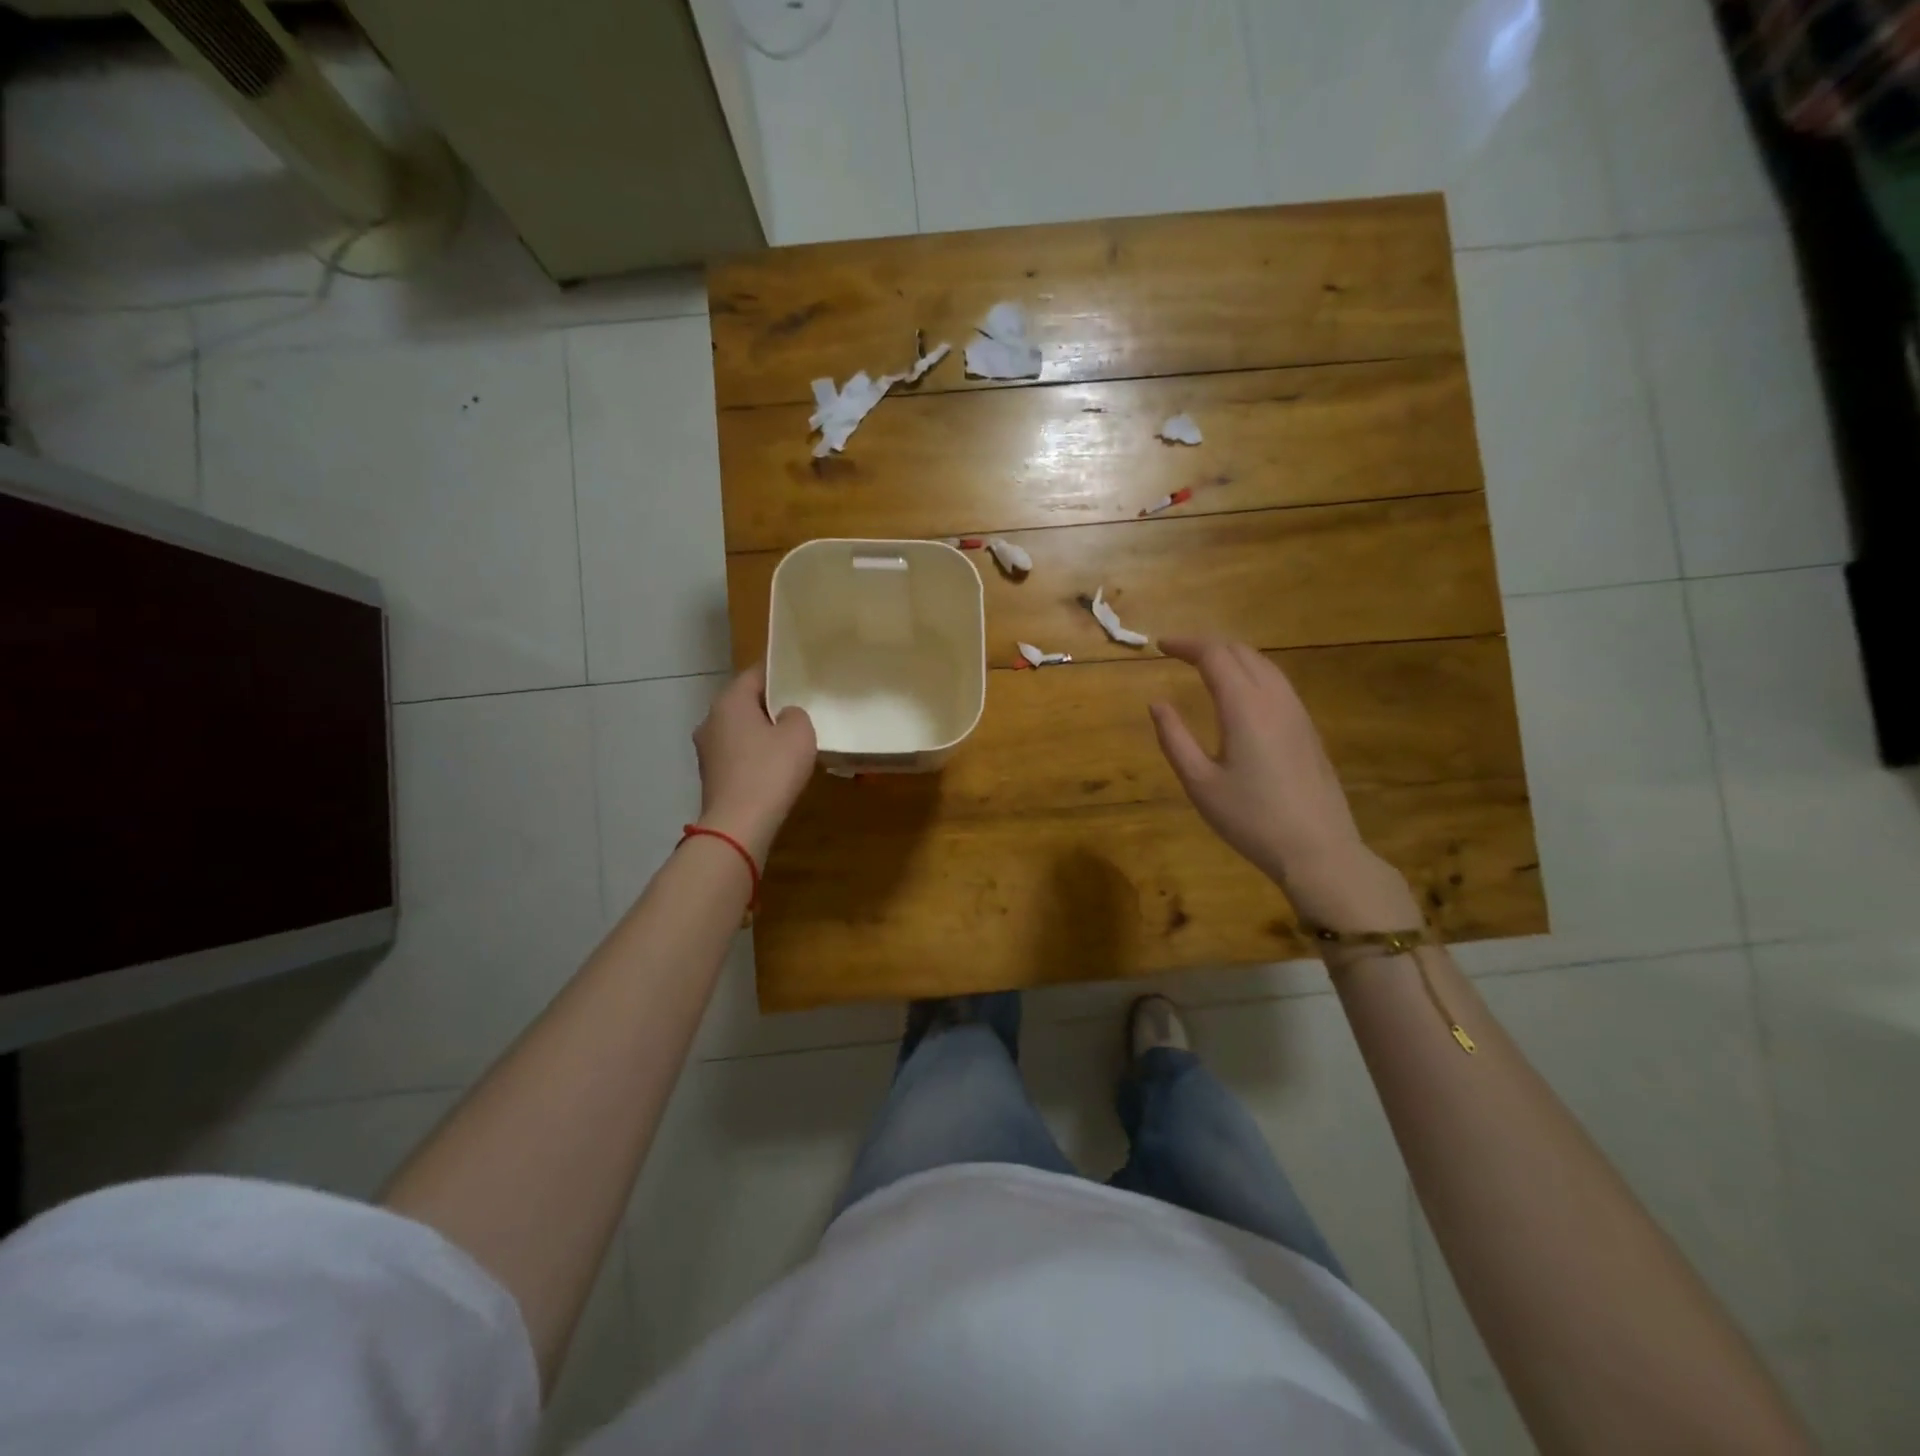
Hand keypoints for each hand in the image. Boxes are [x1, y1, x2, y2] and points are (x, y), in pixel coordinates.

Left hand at [693, 663, 815, 862]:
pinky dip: (753, 755)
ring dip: (760, 732)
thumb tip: (786, 716)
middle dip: (769, 705)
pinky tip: (773, 767)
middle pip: (744, 702)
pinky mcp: (711, 775)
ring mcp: (706, 749)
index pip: (755, 674)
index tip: (800, 677)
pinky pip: (737, 754)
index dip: (779, 673)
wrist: (738, 825)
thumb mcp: (799, 734)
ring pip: (739, 729)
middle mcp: (711, 719)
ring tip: (789, 740)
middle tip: (799, 708)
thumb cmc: (770, 770)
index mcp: (730, 701)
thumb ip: (796, 714)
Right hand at [1149, 637, 1418, 928]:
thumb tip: (1157, 703)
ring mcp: (1297, 712)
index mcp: (1244, 706)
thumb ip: (1174, 738)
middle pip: (1242, 652)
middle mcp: (1274, 698)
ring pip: (1264, 664)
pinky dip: (1251, 673)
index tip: (1161, 646)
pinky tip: (1240, 694)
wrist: (1317, 849)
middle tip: (1178, 653)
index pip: (1214, 655)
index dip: (1186, 644)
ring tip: (1206, 666)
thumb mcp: (1199, 783)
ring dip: (1232, 656)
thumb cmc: (1250, 818)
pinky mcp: (1308, 729)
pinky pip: (1278, 683)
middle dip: (1208, 645)